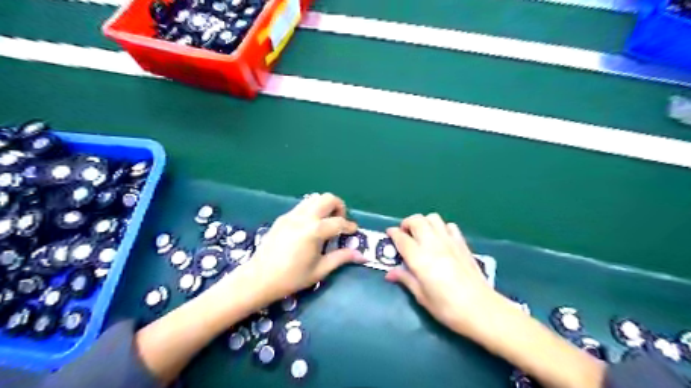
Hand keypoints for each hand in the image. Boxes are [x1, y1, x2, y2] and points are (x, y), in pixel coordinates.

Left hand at [225, 192, 366, 308]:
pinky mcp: (283, 217)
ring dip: (325, 206)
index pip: (339, 222)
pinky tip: (310, 227)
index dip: (350, 226)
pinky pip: (302, 206)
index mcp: (314, 231)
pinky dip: (312, 210)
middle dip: (339, 207)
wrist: (260, 278)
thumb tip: (362, 256)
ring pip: (314, 198)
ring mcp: (291, 215)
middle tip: (339, 222)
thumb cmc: (292, 278)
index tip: (354, 232)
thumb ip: (341, 258)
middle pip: (328, 198)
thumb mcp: (320, 270)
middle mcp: (304, 217)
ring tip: (325, 223)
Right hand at [387, 214, 505, 337]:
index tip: (389, 234)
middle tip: (404, 235)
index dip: (393, 233)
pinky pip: (449, 225)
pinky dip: (441, 228)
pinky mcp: (462, 243)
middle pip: (416, 220)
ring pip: (433, 218)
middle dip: (407, 223)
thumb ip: (405, 279)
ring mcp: (449, 241)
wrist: (481, 309)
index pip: (401, 238)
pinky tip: (440, 240)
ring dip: (424, 223)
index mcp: (419, 258)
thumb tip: (390, 273)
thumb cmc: (447, 307)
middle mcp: (433, 244)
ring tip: (421, 235)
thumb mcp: (422, 296)